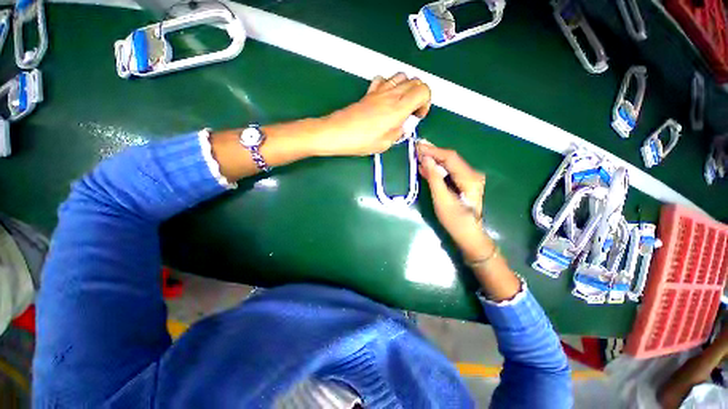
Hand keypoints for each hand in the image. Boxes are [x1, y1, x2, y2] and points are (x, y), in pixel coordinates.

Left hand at [314, 73, 430, 156]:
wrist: (337, 132)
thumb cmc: (360, 141)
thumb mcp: (385, 144)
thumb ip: (398, 133)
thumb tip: (402, 127)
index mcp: (398, 108)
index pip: (423, 90)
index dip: (426, 102)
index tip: (418, 116)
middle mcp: (391, 95)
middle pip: (415, 81)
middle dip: (419, 95)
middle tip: (411, 111)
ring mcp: (379, 91)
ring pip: (401, 75)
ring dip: (406, 87)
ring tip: (401, 103)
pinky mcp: (369, 92)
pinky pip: (384, 79)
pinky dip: (390, 84)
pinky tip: (386, 97)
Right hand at [417, 142, 492, 260]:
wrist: (468, 234)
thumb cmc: (454, 220)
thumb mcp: (442, 199)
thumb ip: (434, 178)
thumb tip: (426, 159)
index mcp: (469, 177)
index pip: (450, 157)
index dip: (433, 151)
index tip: (418, 146)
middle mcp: (472, 174)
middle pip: (450, 158)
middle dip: (433, 153)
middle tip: (416, 148)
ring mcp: (468, 178)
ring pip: (449, 164)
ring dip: (434, 160)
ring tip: (418, 155)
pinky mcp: (464, 183)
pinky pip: (449, 171)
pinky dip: (437, 169)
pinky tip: (426, 167)